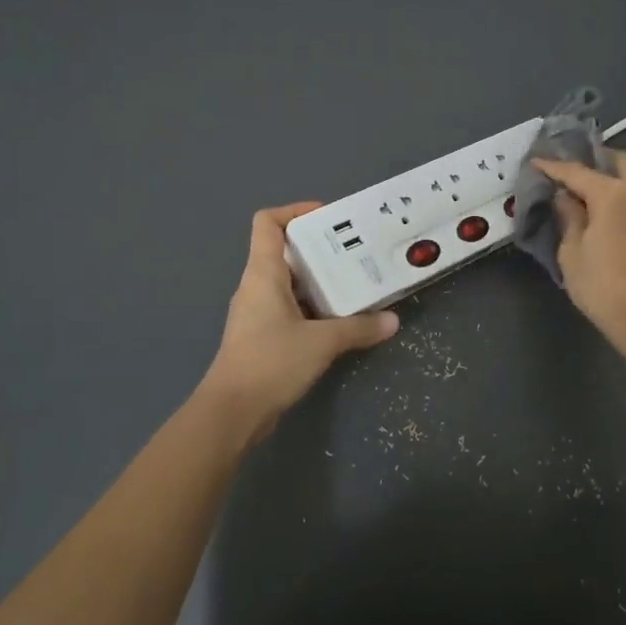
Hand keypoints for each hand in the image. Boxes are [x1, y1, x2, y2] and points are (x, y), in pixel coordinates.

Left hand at [199, 202, 398, 441]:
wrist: (232, 414)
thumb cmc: (271, 362)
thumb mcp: (322, 342)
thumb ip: (359, 328)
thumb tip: (393, 320)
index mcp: (263, 273)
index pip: (268, 223)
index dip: (296, 211)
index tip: (329, 217)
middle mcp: (256, 286)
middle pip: (284, 251)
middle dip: (320, 248)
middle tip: (356, 251)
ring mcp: (257, 313)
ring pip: (290, 282)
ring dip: (319, 280)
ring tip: (355, 281)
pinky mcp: (262, 337)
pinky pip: (290, 308)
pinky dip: (314, 306)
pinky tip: (340, 318)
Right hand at [532, 152, 625, 340]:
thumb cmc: (600, 284)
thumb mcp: (571, 251)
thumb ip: (569, 217)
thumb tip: (565, 197)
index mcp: (610, 194)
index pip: (576, 172)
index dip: (553, 167)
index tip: (535, 161)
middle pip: (618, 161)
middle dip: (595, 159)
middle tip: (572, 170)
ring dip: (621, 171)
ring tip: (601, 183)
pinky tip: (620, 203)